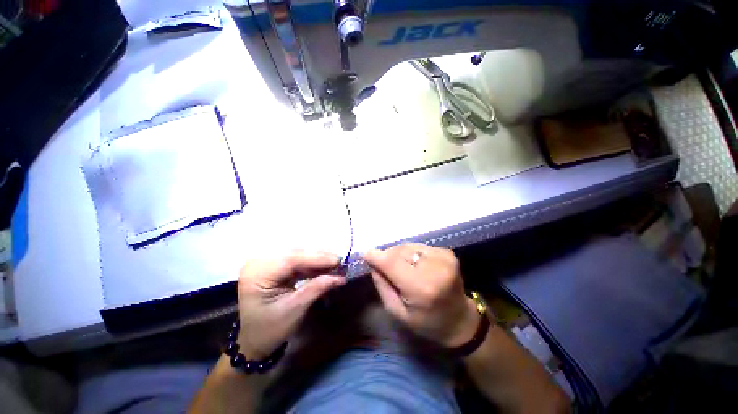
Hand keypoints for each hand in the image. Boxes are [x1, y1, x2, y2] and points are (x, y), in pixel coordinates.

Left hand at [237, 250, 345, 358]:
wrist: (254, 341)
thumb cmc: (270, 330)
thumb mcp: (295, 310)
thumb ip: (317, 288)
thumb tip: (341, 276)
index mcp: (256, 274)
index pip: (291, 260)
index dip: (317, 258)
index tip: (338, 261)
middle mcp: (258, 263)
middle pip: (294, 254)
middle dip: (319, 257)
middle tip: (340, 262)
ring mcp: (265, 263)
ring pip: (297, 255)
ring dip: (317, 259)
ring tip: (335, 264)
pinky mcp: (272, 266)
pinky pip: (295, 261)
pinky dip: (311, 265)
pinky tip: (324, 267)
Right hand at [363, 244, 478, 347]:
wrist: (460, 320)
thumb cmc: (426, 322)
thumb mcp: (397, 312)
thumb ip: (382, 285)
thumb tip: (373, 263)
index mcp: (422, 288)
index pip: (392, 263)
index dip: (376, 256)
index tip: (364, 253)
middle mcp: (435, 268)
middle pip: (399, 251)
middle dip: (387, 256)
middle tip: (383, 266)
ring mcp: (444, 257)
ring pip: (408, 246)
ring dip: (399, 254)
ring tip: (401, 267)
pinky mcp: (447, 252)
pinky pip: (419, 247)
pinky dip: (411, 253)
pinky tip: (414, 265)